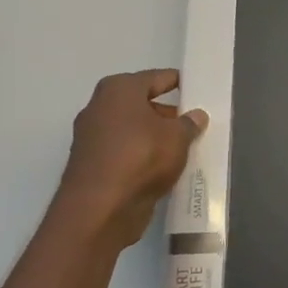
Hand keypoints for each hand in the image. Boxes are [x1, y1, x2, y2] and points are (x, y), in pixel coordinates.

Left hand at [54, 69, 206, 246]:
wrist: (100, 208)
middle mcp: (99, 108)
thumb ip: (189, 124)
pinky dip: (142, 156)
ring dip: (154, 137)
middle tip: (193, 122)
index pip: (155, 78)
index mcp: (118, 90)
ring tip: (183, 147)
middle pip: (140, 104)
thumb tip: (196, 115)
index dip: (178, 82)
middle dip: (166, 113)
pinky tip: (163, 167)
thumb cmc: (141, 157)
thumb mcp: (177, 137)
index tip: (196, 88)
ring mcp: (91, 137)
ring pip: (132, 130)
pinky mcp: (92, 165)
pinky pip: (125, 152)